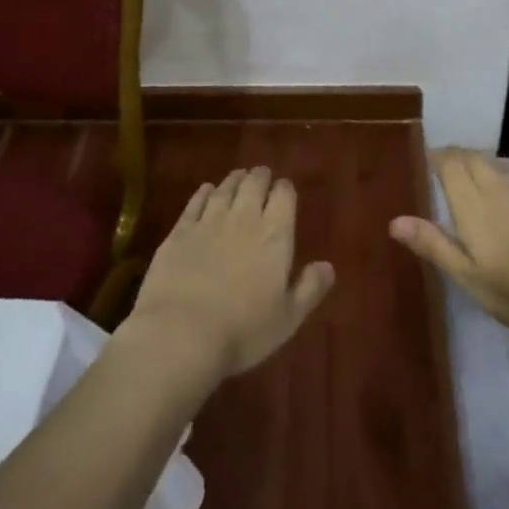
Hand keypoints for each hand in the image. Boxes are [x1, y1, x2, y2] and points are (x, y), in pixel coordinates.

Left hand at [123, 167, 335, 381]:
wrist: (181, 333)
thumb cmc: (243, 331)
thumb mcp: (288, 318)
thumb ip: (309, 289)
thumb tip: (328, 266)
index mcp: (275, 236)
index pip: (284, 196)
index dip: (285, 189)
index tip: (284, 188)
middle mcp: (243, 219)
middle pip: (254, 185)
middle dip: (260, 177)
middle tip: (261, 175)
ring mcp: (208, 222)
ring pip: (225, 189)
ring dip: (234, 180)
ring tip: (238, 176)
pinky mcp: (179, 232)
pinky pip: (195, 203)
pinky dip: (203, 193)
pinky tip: (206, 190)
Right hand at [391, 148, 508, 343]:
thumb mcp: (470, 277)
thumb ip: (434, 245)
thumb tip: (394, 221)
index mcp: (473, 203)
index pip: (450, 162)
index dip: (438, 156)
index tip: (427, 161)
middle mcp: (499, 187)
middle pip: (474, 158)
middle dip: (457, 157)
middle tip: (445, 170)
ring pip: (498, 168)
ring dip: (481, 168)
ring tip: (473, 185)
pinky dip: (505, 182)